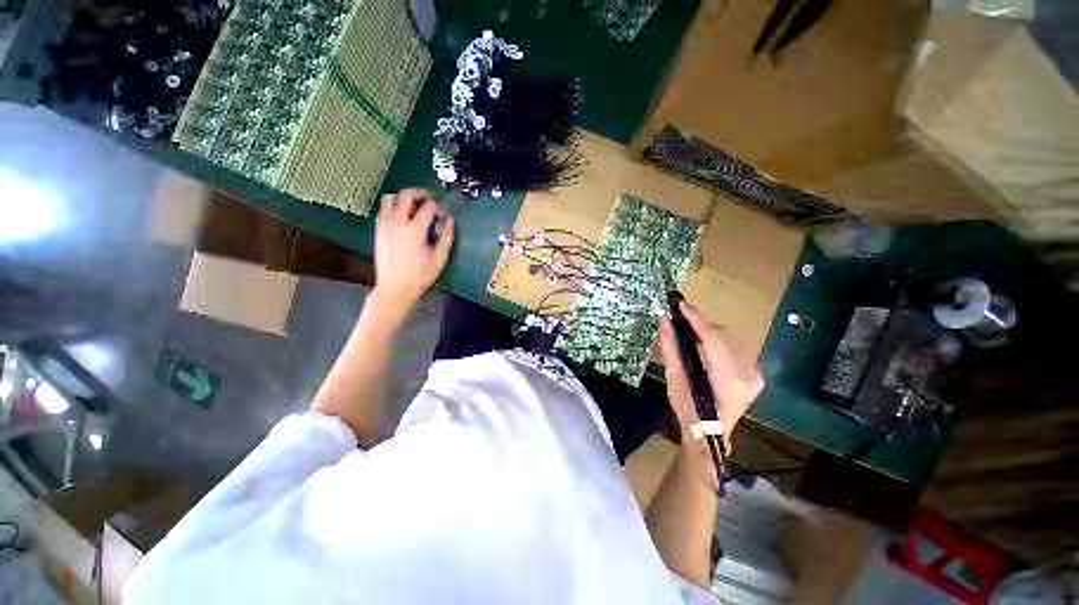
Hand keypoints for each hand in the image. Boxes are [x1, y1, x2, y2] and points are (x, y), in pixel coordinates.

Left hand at [373, 188, 454, 309]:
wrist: (395, 287)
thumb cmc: (420, 275)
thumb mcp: (439, 258)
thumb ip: (447, 237)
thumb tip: (451, 220)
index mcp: (414, 230)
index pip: (428, 206)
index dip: (438, 207)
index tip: (443, 215)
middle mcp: (397, 222)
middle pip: (406, 195)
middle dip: (420, 193)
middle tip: (430, 200)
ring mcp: (384, 225)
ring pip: (390, 198)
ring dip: (404, 198)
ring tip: (415, 207)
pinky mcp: (378, 230)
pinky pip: (384, 209)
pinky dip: (395, 207)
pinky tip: (404, 218)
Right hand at [659, 301, 764, 444]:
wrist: (709, 435)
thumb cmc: (687, 409)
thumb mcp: (674, 378)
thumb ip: (670, 347)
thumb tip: (665, 321)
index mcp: (727, 377)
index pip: (712, 338)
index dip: (696, 319)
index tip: (681, 305)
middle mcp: (748, 373)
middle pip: (724, 336)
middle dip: (702, 325)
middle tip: (681, 321)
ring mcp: (755, 375)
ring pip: (731, 340)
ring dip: (711, 333)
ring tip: (691, 333)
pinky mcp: (755, 376)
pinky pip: (736, 350)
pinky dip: (719, 343)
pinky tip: (706, 347)